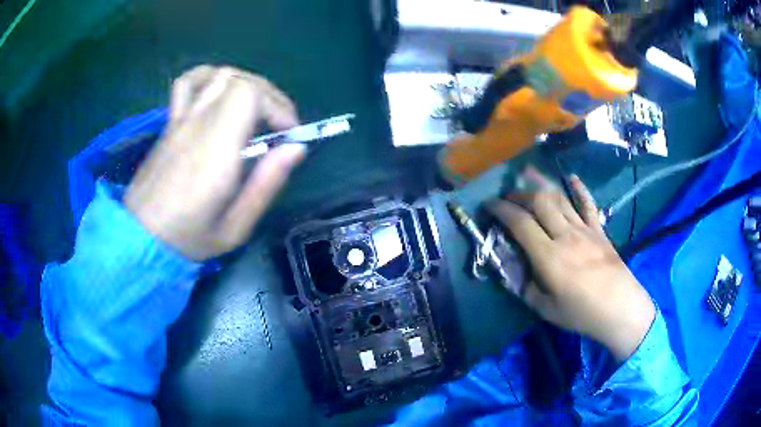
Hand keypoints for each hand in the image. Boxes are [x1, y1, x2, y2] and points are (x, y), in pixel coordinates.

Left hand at [125, 66, 305, 260]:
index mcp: (214, 152)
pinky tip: (219, 92)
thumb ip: (265, 186)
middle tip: (278, 126)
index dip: (276, 106)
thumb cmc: (187, 239)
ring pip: (219, 75)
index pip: (249, 95)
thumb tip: (296, 149)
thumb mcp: (234, 229)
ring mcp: (180, 120)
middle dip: (270, 97)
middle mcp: (197, 126)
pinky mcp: (170, 123)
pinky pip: (188, 83)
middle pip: (239, 81)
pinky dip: (210, 77)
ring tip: (255, 109)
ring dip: (246, 84)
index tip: (288, 134)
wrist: (139, 238)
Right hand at [488, 169, 655, 361]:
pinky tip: (572, 178)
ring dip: (542, 185)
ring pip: (560, 199)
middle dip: (519, 194)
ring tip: (528, 175)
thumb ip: (526, 289)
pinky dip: (580, 189)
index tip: (489, 205)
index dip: (501, 210)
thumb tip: (514, 273)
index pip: (520, 223)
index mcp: (548, 257)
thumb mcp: (546, 309)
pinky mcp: (599, 230)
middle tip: (508, 196)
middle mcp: (564, 236)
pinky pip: (588, 204)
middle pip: (540, 202)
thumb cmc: (582, 313)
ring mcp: (584, 230)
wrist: (620, 308)